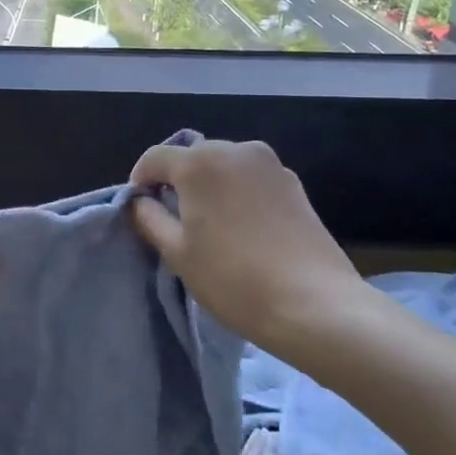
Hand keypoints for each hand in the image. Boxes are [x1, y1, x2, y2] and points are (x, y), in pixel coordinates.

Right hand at [128, 139, 369, 359]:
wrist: (314, 304)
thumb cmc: (233, 278)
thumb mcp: (177, 252)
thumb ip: (149, 218)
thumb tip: (140, 202)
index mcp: (199, 162)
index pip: (154, 158)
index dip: (140, 182)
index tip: (141, 211)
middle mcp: (235, 149)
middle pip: (192, 157)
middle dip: (177, 182)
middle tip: (175, 222)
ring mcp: (270, 165)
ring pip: (224, 166)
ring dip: (210, 187)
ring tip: (211, 227)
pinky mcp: (294, 184)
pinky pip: (251, 179)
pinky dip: (238, 194)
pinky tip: (243, 230)